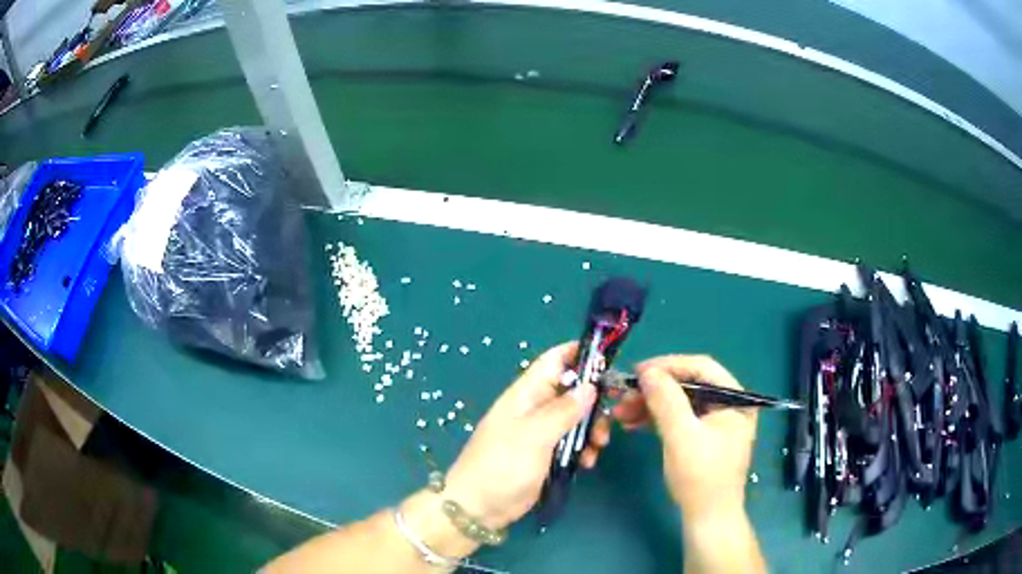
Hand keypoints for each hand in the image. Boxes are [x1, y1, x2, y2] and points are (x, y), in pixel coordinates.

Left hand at [443, 342, 599, 530]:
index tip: (610, 362)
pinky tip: (587, 463)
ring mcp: (542, 432)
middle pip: (573, 391)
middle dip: (595, 402)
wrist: (480, 507)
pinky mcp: (547, 454)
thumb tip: (591, 385)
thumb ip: (563, 410)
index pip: (555, 360)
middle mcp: (536, 408)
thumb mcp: (534, 435)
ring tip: (598, 447)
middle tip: (612, 417)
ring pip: (577, 418)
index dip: (581, 354)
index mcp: (527, 393)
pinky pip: (573, 442)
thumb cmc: (502, 465)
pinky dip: (584, 449)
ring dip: (593, 429)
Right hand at [613, 355, 757, 520]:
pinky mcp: (703, 436)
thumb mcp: (681, 436)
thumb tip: (647, 371)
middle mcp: (728, 404)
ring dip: (650, 405)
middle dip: (654, 390)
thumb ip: (666, 400)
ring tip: (621, 413)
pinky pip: (678, 418)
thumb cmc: (700, 477)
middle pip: (689, 384)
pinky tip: (633, 424)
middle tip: (624, 395)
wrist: (707, 518)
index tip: (637, 371)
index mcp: (735, 399)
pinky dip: (656, 419)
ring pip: (680, 401)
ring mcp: (716, 421)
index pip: (702, 367)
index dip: (668, 365)